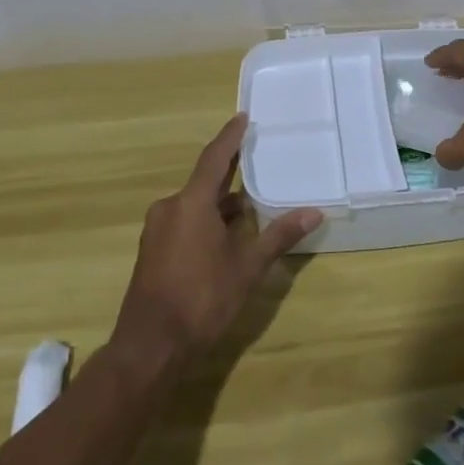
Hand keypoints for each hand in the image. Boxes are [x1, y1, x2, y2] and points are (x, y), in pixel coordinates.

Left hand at [109, 113, 321, 379]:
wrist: (150, 348)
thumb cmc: (201, 299)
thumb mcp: (247, 267)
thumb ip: (278, 236)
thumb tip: (314, 212)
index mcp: (191, 203)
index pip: (215, 157)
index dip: (230, 136)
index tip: (243, 116)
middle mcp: (170, 208)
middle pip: (205, 181)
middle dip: (230, 173)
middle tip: (256, 159)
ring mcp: (157, 231)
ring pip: (195, 205)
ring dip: (221, 204)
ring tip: (251, 207)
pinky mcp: (153, 251)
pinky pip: (184, 221)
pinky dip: (207, 221)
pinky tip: (227, 237)